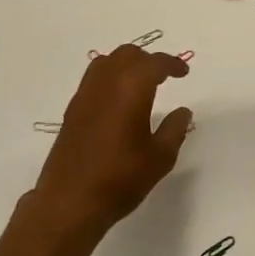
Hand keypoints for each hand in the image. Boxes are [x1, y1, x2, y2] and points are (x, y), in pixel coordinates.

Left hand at [33, 45, 192, 237]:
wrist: (70, 201)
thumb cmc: (120, 178)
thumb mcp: (159, 157)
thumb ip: (174, 129)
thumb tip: (182, 111)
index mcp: (131, 88)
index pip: (154, 63)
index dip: (172, 64)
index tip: (184, 72)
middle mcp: (106, 82)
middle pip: (128, 54)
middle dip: (148, 60)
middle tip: (164, 76)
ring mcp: (85, 94)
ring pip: (107, 62)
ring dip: (126, 65)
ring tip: (140, 84)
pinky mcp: (72, 109)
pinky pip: (94, 79)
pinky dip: (110, 78)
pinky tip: (118, 101)